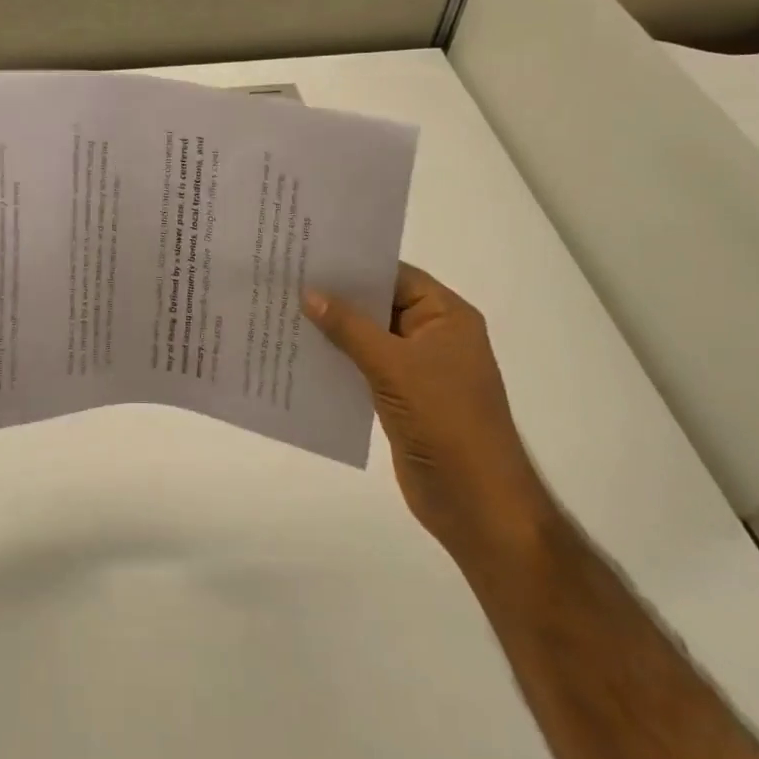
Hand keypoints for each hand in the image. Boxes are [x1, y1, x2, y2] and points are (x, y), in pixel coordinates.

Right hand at [304, 264, 555, 566]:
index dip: (354, 265)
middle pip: (379, 305)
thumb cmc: (445, 421)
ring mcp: (417, 369)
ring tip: (283, 312)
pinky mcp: (400, 397)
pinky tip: (300, 354)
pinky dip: (336, 360)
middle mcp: (433, 336)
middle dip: (337, 297)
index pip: (395, 275)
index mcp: (446, 317)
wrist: (476, 503)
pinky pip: (363, 367)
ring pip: (367, 337)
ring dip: (332, 330)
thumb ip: (349, 327)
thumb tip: (308, 292)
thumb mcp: (394, 366)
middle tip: (286, 280)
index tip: (308, 255)